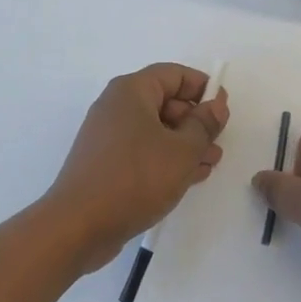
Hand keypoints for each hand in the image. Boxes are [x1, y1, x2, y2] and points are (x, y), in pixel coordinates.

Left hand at [43, 64, 228, 274]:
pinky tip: (188, 177)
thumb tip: (216, 105)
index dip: (202, 88)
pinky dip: (165, 159)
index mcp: (131, 91)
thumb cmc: (134, 178)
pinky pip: (143, 151)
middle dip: (195, 121)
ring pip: (156, 130)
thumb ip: (204, 125)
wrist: (77, 227)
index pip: (174, 75)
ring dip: (185, 144)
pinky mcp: (105, 163)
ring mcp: (108, 136)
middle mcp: (117, 106)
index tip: (223, 110)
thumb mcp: (181, 151)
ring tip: (210, 164)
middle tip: (218, 143)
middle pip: (165, 102)